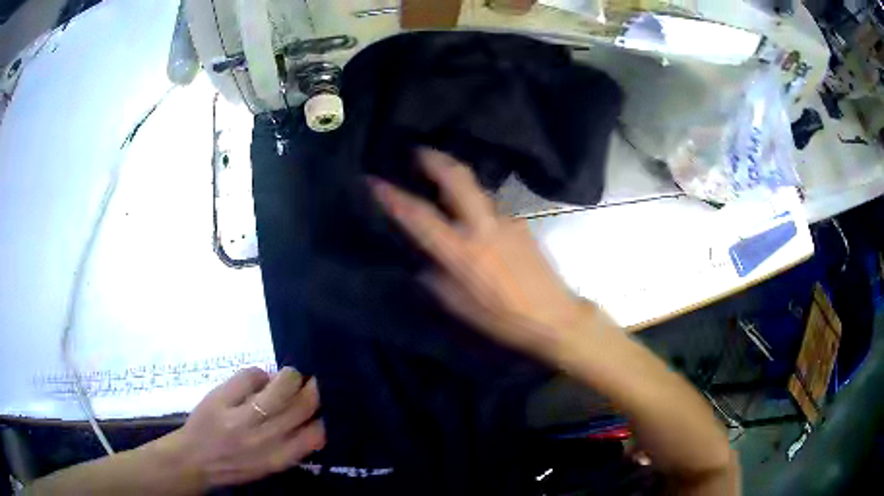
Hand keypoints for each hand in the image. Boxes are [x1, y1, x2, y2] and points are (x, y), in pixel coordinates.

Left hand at [165, 367, 324, 488]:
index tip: (321, 407)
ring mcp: (241, 418)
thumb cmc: (233, 466)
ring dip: (290, 376)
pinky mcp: (221, 399)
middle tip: (310, 382)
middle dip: (312, 389)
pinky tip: (258, 379)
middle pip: (301, 405)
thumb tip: (311, 416)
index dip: (323, 416)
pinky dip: (259, 373)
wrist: (193, 460)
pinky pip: (250, 375)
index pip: (316, 434)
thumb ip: (291, 447)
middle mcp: (264, 439)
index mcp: (278, 458)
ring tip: (288, 376)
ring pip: (280, 386)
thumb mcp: (267, 466)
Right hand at [369, 148, 588, 361]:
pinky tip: (471, 210)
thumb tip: (423, 259)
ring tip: (440, 176)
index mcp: (462, 252)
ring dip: (455, 176)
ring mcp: (505, 219)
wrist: (553, 316)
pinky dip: (474, 198)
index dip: (393, 196)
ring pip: (475, 186)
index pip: (420, 216)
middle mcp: (483, 226)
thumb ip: (435, 277)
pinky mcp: (521, 222)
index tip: (374, 180)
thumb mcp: (458, 306)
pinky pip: (490, 203)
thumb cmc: (502, 319)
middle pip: (456, 177)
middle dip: (433, 158)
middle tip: (417, 151)